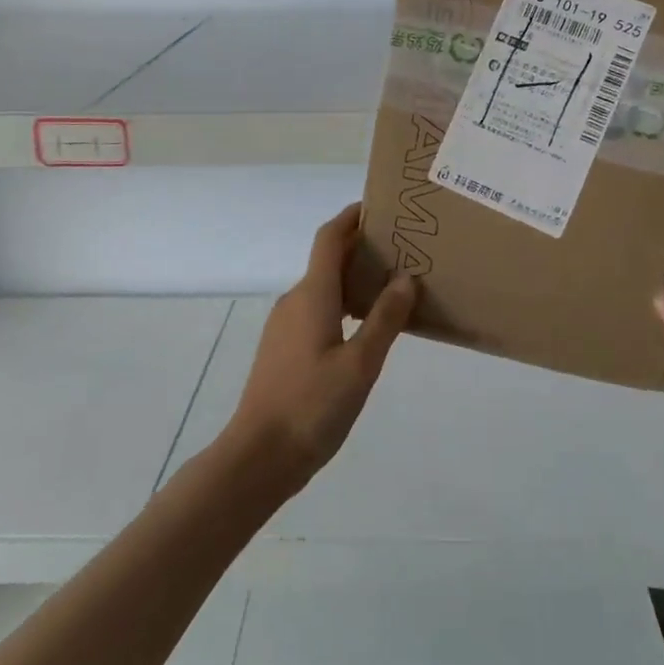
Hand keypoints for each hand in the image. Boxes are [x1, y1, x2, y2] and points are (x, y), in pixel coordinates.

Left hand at [222, 203, 418, 498]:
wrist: (258, 457)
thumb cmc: (312, 406)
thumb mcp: (360, 364)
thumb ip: (385, 319)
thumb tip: (405, 278)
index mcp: (313, 294)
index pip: (330, 237)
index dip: (351, 217)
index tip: (380, 207)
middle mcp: (295, 300)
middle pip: (328, 260)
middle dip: (360, 248)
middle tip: (401, 249)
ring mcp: (285, 325)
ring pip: (323, 287)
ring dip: (353, 278)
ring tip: (392, 286)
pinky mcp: (283, 348)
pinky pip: (316, 309)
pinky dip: (342, 304)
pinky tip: (366, 327)